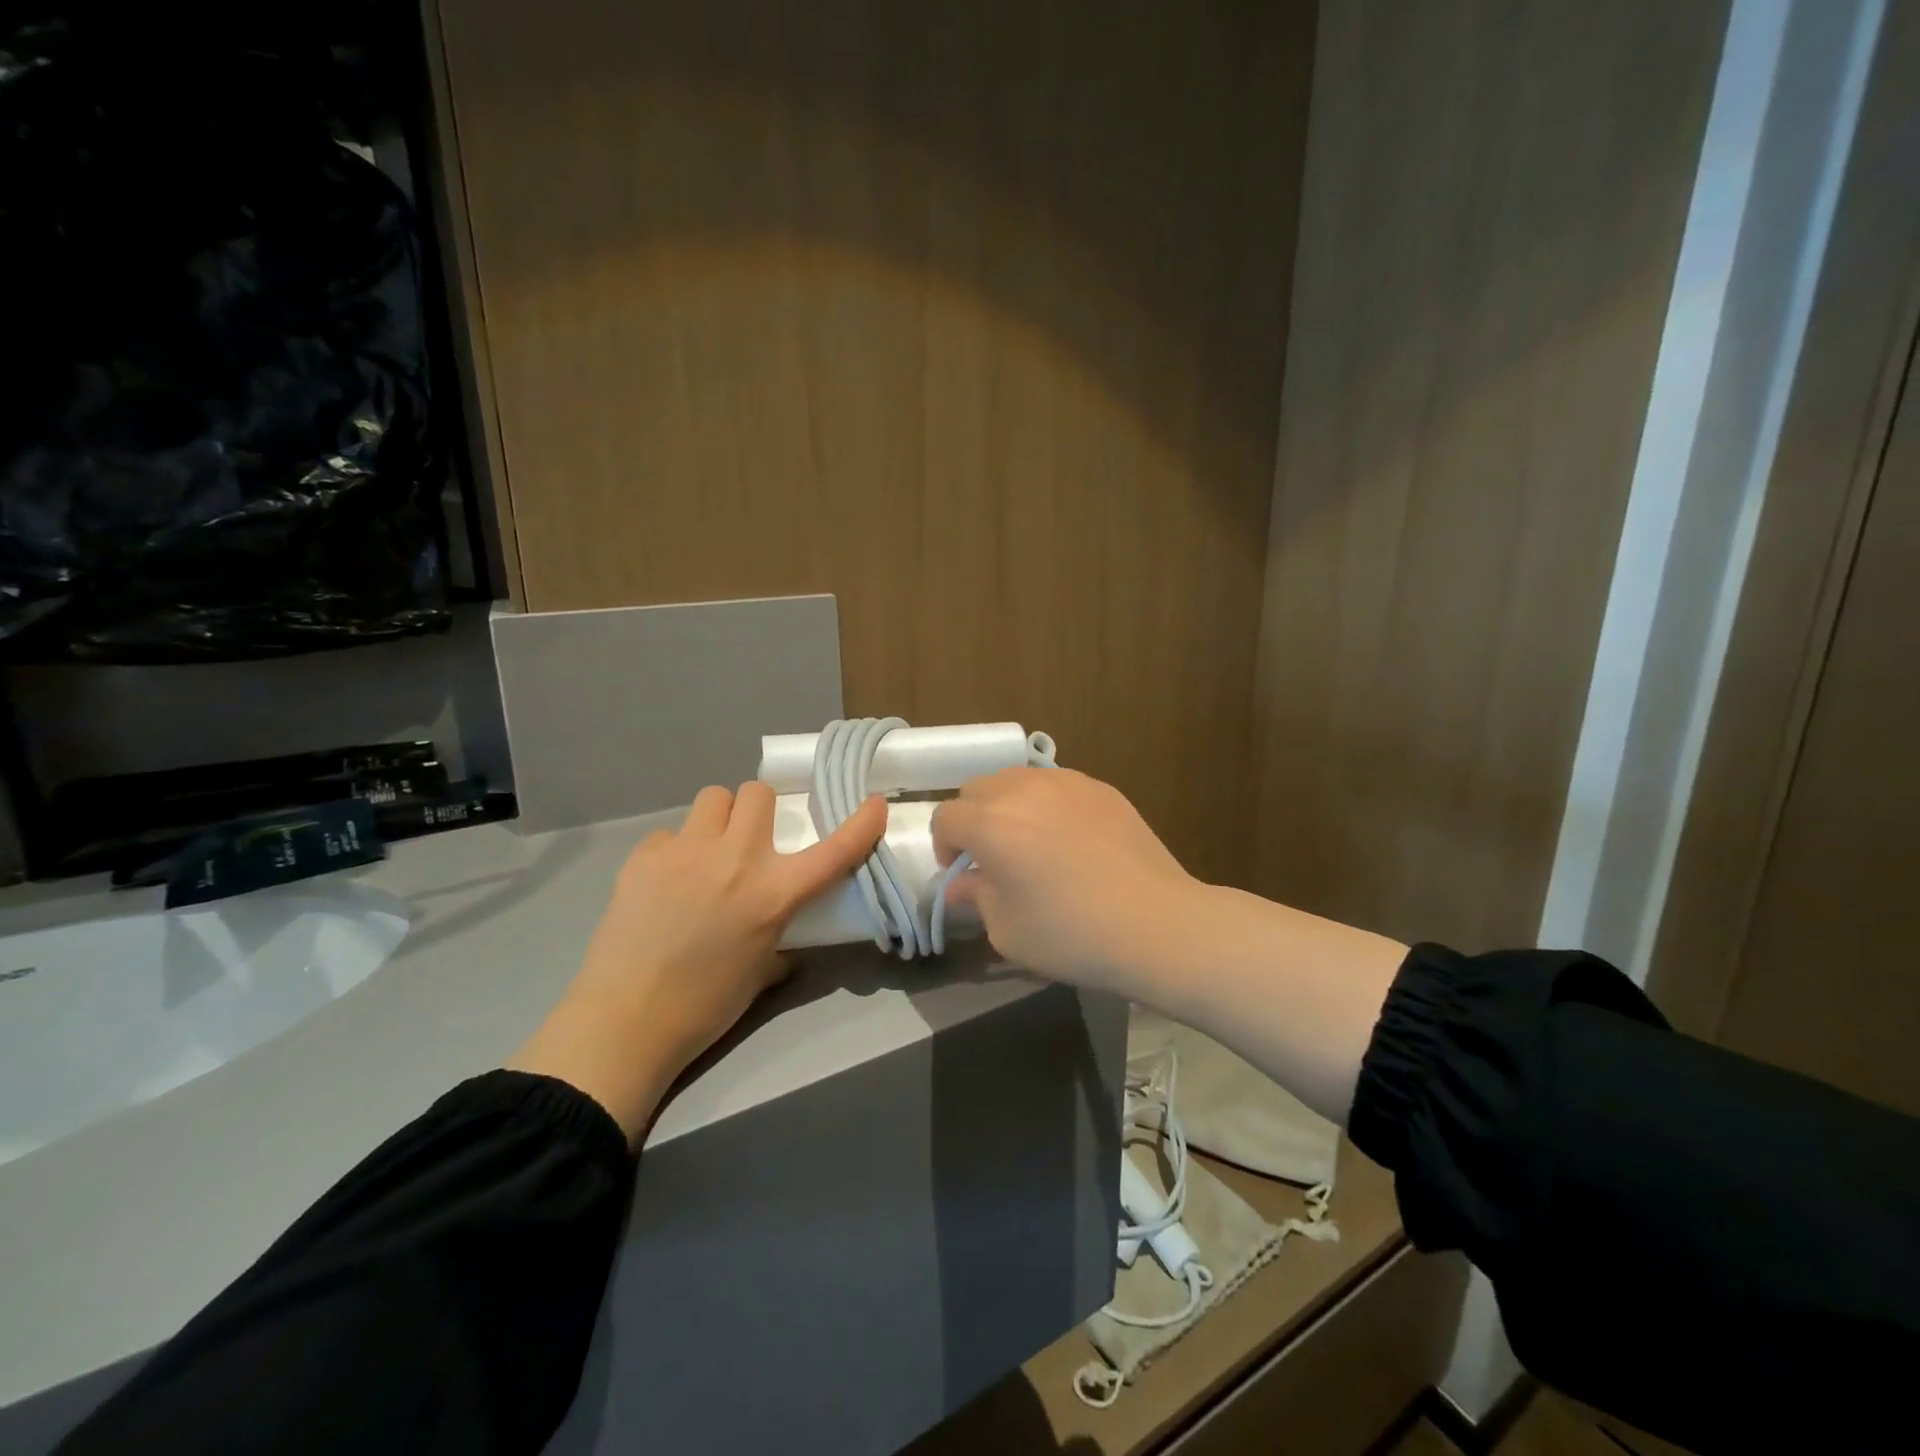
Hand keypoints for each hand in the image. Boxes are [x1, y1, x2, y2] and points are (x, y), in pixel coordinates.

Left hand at [510, 782, 886, 1142]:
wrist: (624, 1021)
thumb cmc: (705, 1006)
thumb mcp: (761, 971)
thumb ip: (780, 938)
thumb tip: (782, 930)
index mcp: (774, 894)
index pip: (834, 850)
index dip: (862, 824)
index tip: (875, 803)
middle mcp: (736, 859)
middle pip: (757, 793)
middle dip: (760, 810)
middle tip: (751, 840)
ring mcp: (686, 852)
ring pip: (714, 797)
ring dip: (720, 818)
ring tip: (708, 851)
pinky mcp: (645, 857)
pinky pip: (670, 833)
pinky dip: (676, 849)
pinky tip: (666, 882)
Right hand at [930, 767, 1199, 993]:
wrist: (1156, 924)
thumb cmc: (1072, 934)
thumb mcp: (1007, 930)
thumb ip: (975, 897)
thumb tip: (960, 883)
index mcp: (990, 823)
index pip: (945, 818)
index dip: (945, 847)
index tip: (965, 874)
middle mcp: (1022, 790)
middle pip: (976, 789)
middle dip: (973, 820)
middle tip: (994, 856)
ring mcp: (1065, 782)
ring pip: (1015, 780)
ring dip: (1008, 806)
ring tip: (1031, 842)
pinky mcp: (1100, 788)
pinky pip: (1055, 785)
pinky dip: (1047, 804)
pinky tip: (1071, 839)